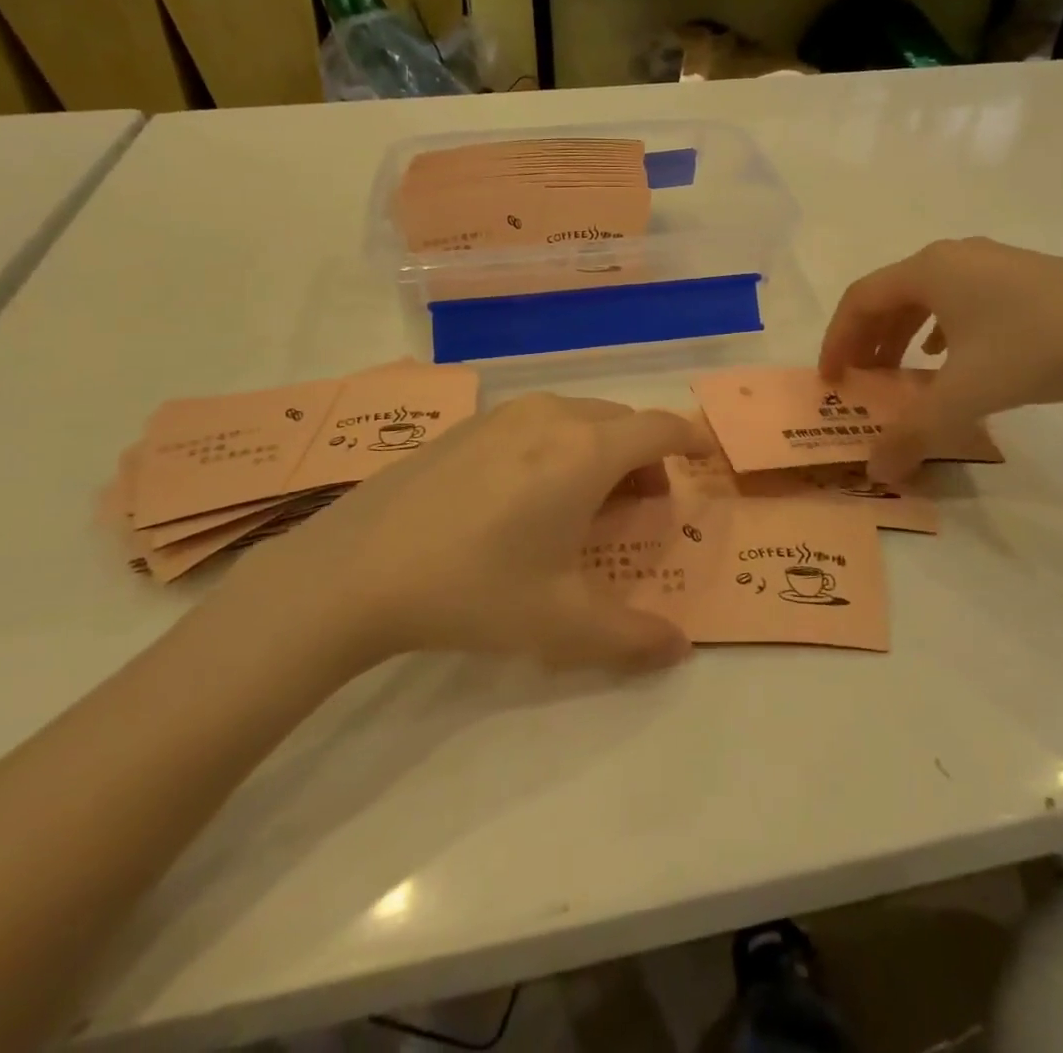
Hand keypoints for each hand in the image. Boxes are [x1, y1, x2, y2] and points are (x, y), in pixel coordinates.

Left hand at [245, 395, 714, 672]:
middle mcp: (553, 416)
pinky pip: (537, 422)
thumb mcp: (562, 624)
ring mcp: (505, 414)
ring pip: (579, 417)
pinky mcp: (468, 424)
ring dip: (601, 449)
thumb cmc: (475, 587)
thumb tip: (680, 648)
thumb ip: (633, 637)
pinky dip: (559, 444)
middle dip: (645, 457)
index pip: (660, 429)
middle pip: (622, 421)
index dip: (689, 440)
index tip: (703, 458)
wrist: (359, 566)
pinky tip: (526, 494)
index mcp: (587, 451)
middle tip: (640, 506)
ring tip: (584, 502)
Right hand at [819, 238, 1062, 479]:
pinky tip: (949, 356)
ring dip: (901, 335)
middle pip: (890, 295)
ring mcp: (993, 263)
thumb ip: (913, 434)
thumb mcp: (966, 396)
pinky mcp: (1024, 277)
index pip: (860, 300)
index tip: (831, 379)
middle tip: (861, 379)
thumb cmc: (1036, 348)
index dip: (836, 339)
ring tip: (899, 373)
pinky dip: (939, 329)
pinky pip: (960, 299)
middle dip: (868, 340)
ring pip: (926, 297)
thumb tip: (876, 471)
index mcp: (929, 270)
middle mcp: (954, 257)